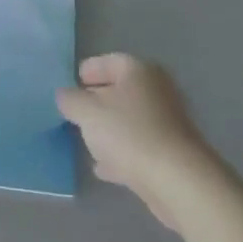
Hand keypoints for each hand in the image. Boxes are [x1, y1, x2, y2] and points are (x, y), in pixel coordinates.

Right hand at [57, 54, 214, 229]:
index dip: (88, 70)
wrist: (177, 180)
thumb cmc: (129, 133)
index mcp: (139, 71)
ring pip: (130, 120)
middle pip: (121, 90)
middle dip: (97, 102)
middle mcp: (157, 90)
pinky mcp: (170, 153)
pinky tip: (103, 168)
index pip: (109, 61)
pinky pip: (139, 146)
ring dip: (109, 129)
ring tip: (86, 141)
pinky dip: (121, 153)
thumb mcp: (87, 112)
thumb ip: (71, 100)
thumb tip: (65, 94)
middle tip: (76, 113)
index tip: (72, 84)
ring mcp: (167, 123)